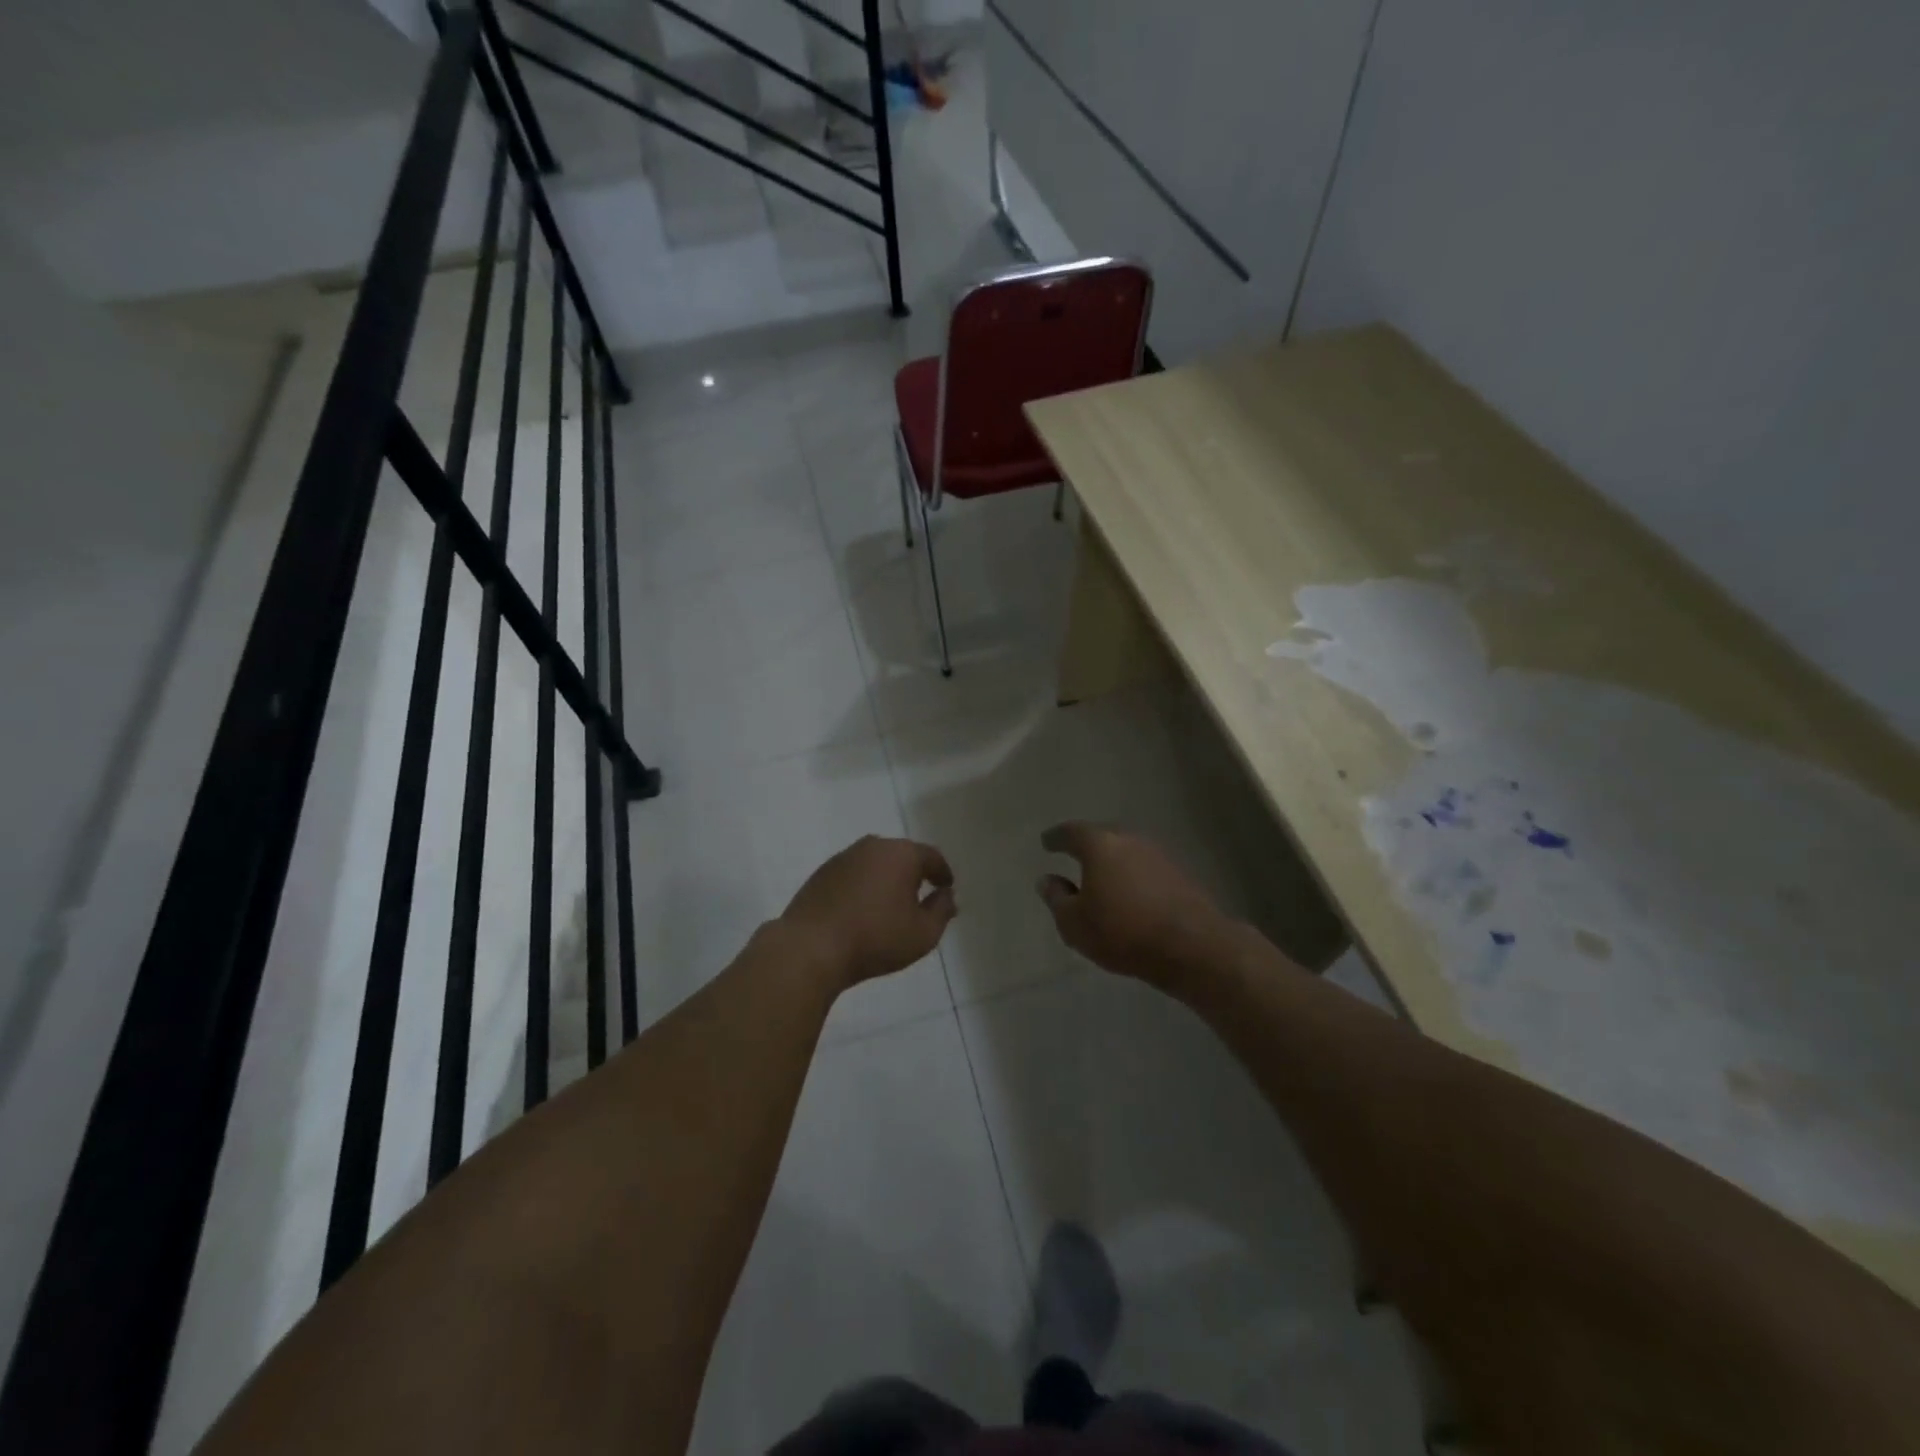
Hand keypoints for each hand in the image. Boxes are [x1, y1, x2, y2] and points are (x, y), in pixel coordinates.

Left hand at [779, 835, 956, 989]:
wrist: (810, 948)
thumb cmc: (875, 939)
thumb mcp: (923, 933)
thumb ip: (942, 910)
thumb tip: (946, 895)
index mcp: (901, 854)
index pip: (931, 856)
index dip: (942, 872)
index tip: (946, 887)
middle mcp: (873, 846)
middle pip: (902, 855)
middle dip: (914, 873)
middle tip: (920, 896)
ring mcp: (844, 857)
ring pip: (875, 863)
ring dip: (886, 878)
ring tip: (890, 904)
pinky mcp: (822, 873)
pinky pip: (854, 874)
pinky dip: (863, 886)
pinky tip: (862, 908)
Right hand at [1036, 823, 1232, 987]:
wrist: (1192, 945)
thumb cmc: (1122, 931)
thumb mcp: (1075, 923)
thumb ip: (1057, 899)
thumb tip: (1048, 880)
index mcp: (1100, 844)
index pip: (1071, 832)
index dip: (1056, 838)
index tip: (1047, 842)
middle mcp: (1130, 839)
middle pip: (1102, 835)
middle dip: (1086, 844)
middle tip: (1073, 853)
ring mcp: (1158, 854)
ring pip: (1127, 850)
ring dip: (1112, 860)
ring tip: (1100, 875)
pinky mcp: (1179, 873)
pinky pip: (1145, 867)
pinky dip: (1132, 874)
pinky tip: (1128, 890)